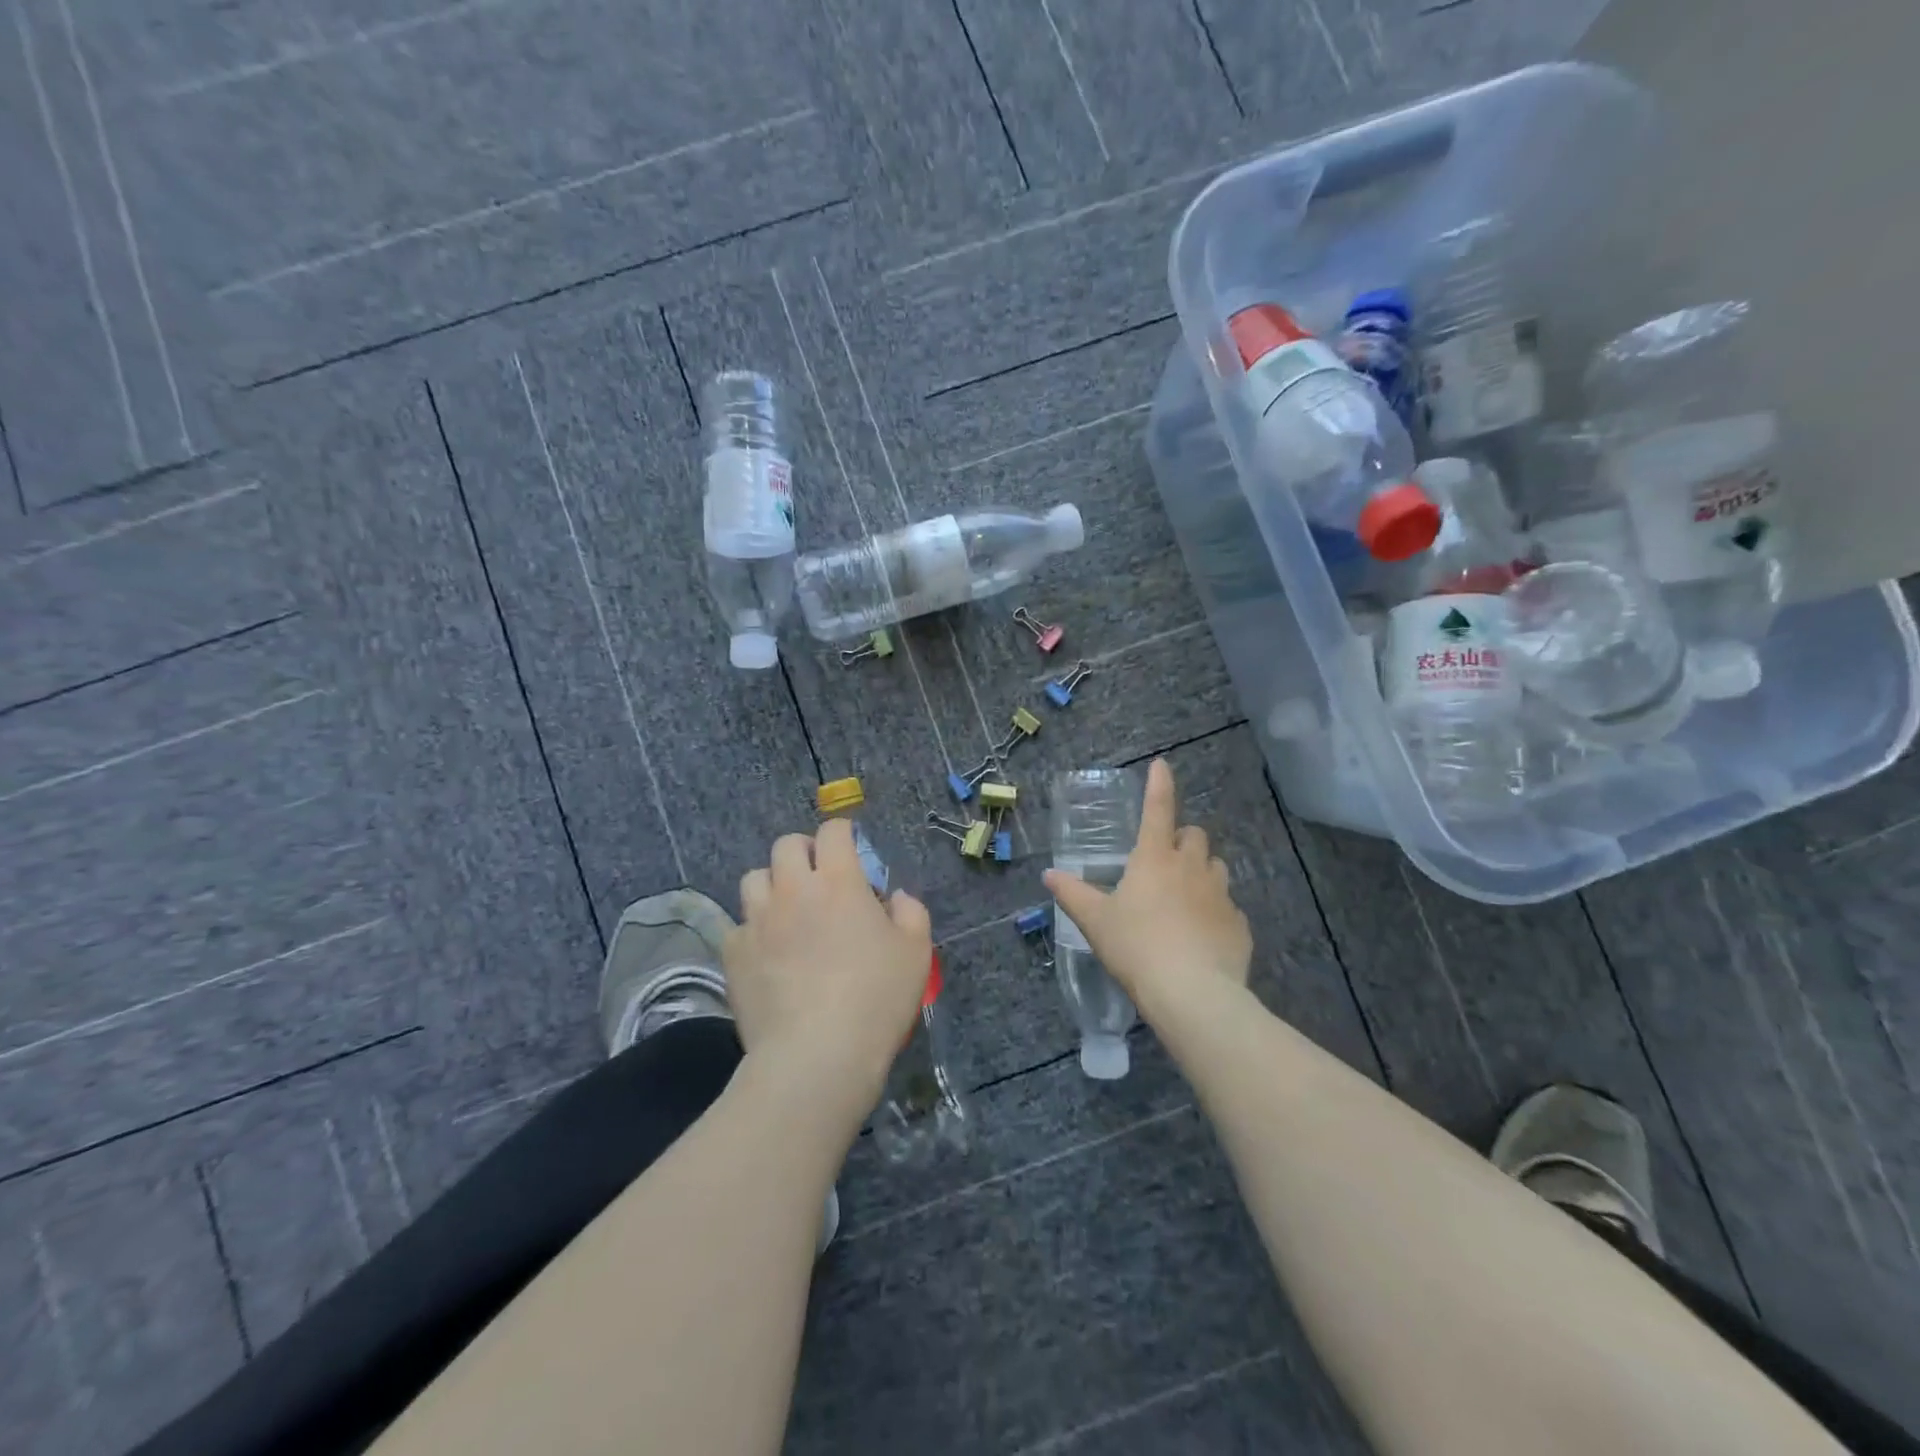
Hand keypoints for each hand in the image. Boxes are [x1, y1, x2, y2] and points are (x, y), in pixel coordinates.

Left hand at [727, 819, 933, 1123]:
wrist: (816, 1055)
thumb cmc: (875, 999)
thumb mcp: (916, 953)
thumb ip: (911, 913)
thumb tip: (895, 897)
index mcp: (839, 881)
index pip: (833, 832)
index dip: (842, 833)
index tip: (850, 847)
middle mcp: (793, 889)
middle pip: (785, 845)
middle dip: (803, 851)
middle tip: (817, 876)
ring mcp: (757, 920)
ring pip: (754, 879)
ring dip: (772, 884)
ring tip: (786, 909)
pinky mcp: (732, 954)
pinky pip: (738, 925)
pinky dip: (753, 930)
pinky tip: (766, 953)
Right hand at [1042, 758, 1252, 1026]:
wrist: (1192, 993)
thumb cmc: (1136, 947)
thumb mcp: (1095, 921)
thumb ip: (1072, 894)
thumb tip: (1049, 874)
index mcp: (1155, 858)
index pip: (1158, 809)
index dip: (1159, 784)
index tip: (1162, 765)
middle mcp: (1192, 867)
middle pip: (1195, 835)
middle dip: (1182, 839)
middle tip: (1164, 860)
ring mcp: (1221, 895)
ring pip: (1216, 867)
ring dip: (1202, 872)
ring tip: (1185, 896)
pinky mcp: (1239, 925)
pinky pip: (1228, 907)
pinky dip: (1215, 911)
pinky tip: (1202, 935)